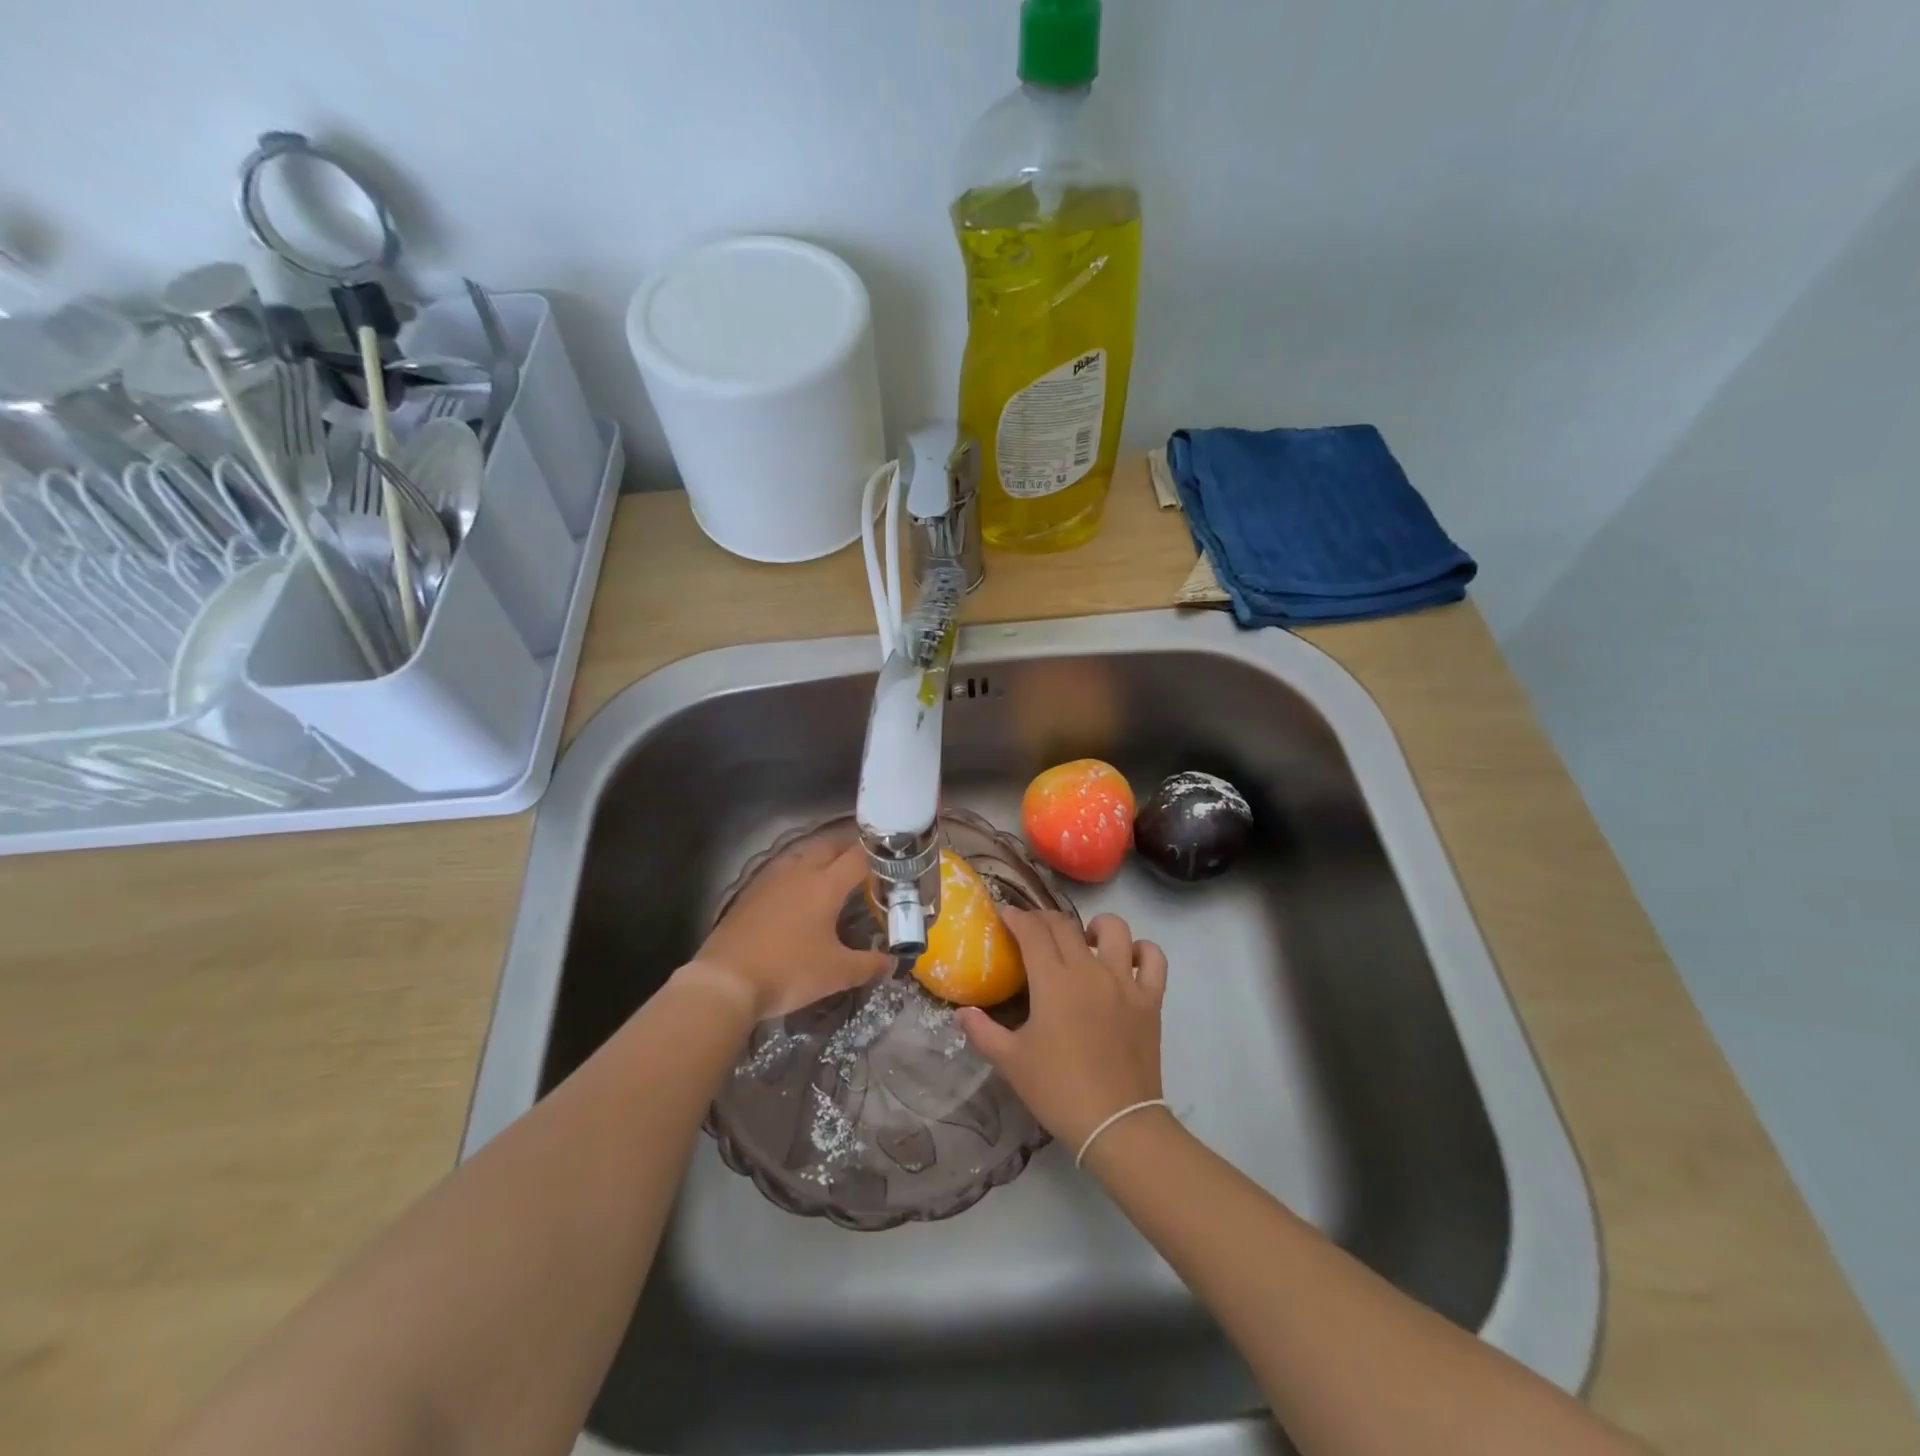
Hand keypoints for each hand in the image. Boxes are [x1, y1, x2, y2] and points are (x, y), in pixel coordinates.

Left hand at [687, 839, 891, 1021]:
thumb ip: (869, 964)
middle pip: (829, 846)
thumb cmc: (788, 971)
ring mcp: (771, 879)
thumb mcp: (836, 973)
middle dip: (850, 849)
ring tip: (833, 870)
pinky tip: (797, 890)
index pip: (858, 857)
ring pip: (802, 854)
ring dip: (821, 856)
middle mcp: (799, 872)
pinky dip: (797, 871)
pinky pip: (782, 869)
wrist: (726, 981)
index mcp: (825, 885)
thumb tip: (892, 962)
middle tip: (866, 863)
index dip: (878, 857)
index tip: (890, 864)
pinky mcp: (751, 892)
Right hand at [957, 909, 1168, 1149]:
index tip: (1006, 915)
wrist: (1116, 1124)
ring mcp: (1125, 982)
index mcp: (1054, 981)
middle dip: (1044, 919)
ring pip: (1114, 929)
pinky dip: (1143, 951)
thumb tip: (962, 1012)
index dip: (1017, 917)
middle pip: (1065, 925)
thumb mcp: (1011, 1062)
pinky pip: (1154, 958)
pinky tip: (1128, 960)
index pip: (1033, 931)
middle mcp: (1090, 970)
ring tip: (1085, 942)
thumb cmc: (1058, 1090)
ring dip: (1095, 927)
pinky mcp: (1150, 999)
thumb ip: (982, 1031)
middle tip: (1032, 930)